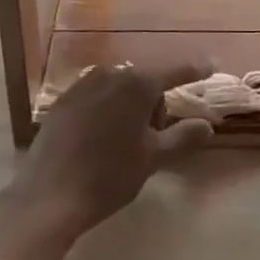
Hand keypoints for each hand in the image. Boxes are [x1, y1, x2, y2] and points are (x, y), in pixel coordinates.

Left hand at [2, 62, 212, 246]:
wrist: (48, 194)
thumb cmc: (108, 175)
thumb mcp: (152, 158)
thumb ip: (182, 137)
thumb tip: (208, 125)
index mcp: (137, 84)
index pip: (174, 72)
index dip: (195, 69)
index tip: (211, 64)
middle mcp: (110, 75)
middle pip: (144, 83)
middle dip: (154, 105)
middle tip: (152, 141)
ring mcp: (83, 85)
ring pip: (119, 90)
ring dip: (129, 109)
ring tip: (124, 145)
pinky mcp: (63, 101)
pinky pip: (96, 98)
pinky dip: (106, 111)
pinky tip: (98, 141)